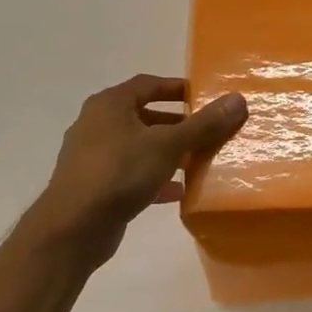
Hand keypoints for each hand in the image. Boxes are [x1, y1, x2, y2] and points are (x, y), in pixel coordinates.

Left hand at [26, 75, 247, 264]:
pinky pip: (131, 174)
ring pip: (139, 147)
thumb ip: (203, 124)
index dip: (176, 88)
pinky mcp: (95, 186)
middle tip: (206, 131)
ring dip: (167, 152)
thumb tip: (238, 99)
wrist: (73, 228)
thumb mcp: (168, 145)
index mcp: (109, 105)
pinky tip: (178, 192)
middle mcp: (97, 125)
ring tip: (197, 161)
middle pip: (144, 116)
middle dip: (176, 124)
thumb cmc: (119, 173)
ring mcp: (93, 157)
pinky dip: (155, 178)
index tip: (204, 97)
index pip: (147, 84)